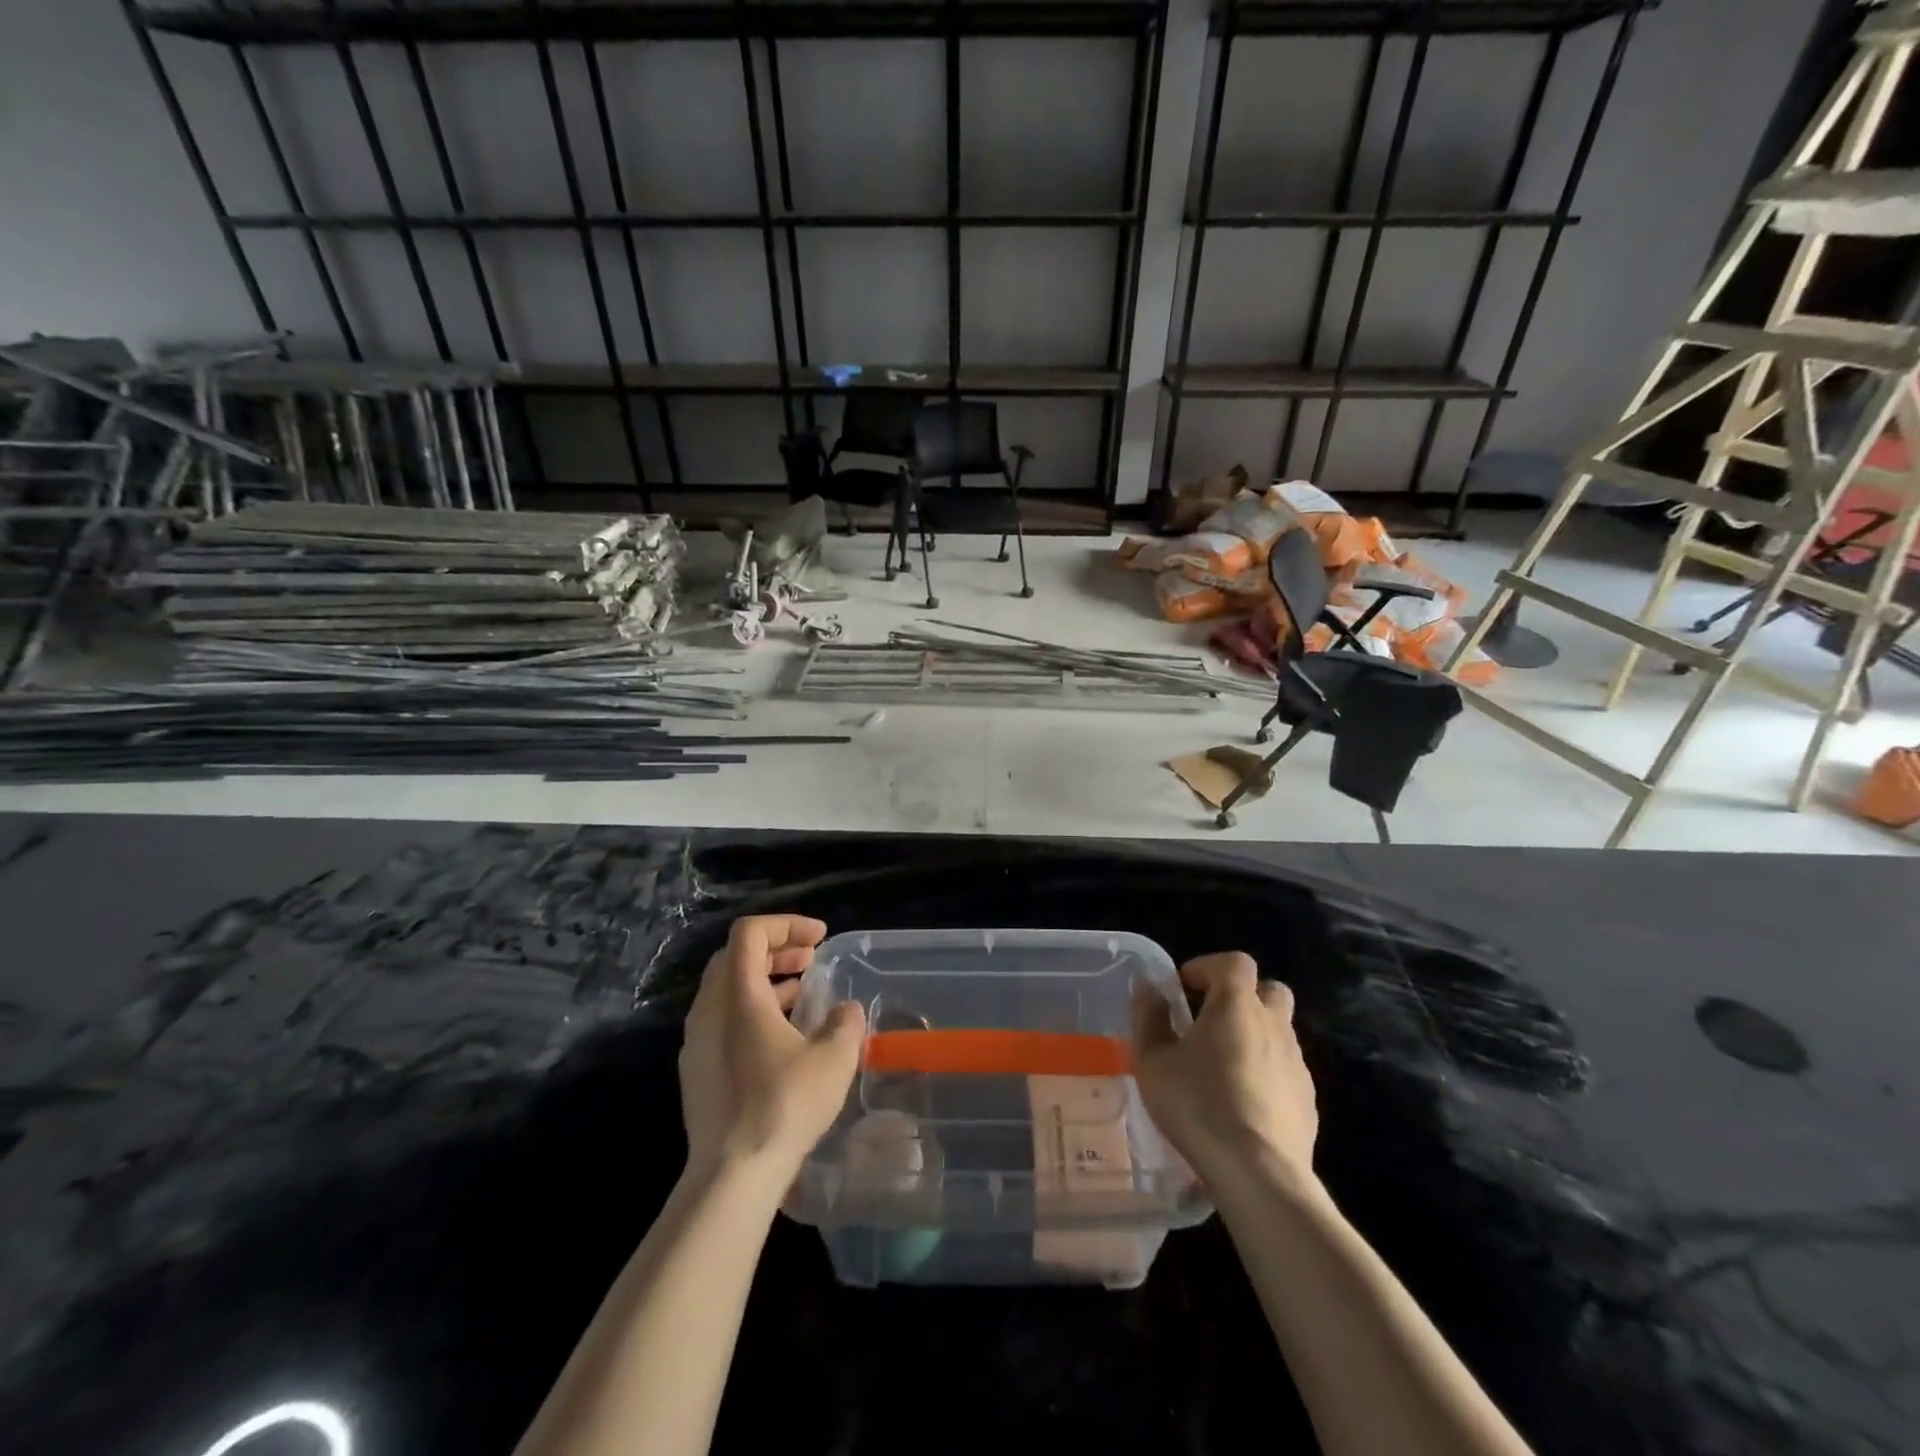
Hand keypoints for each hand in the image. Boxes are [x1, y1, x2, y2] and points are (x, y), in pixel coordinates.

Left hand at [679, 915, 865, 1185]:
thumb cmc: (784, 1105)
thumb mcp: (833, 1058)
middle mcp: (709, 1010)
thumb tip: (845, 1012)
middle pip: (735, 957)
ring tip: (803, 995)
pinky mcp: (695, 1072)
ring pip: (727, 990)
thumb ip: (845, 1023)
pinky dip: (752, 1011)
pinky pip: (722, 1021)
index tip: (820, 939)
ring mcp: (696, 1042)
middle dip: (776, 950)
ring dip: (765, 981)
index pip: (750, 933)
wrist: (731, 1176)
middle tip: (811, 961)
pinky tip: (782, 1039)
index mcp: (738, 995)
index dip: (786, 924)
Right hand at [1132, 952, 1316, 1189]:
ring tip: (1221, 1066)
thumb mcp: (1154, 1060)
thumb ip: (1149, 1017)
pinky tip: (1242, 1103)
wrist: (1258, 1173)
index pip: (1234, 962)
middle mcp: (1274, 1025)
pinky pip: (1285, 1071)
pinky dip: (1265, 1073)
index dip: (1208, 966)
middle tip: (1211, 1018)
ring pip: (1279, 1032)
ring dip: (1253, 1036)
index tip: (1183, 987)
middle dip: (1242, 996)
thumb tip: (1149, 988)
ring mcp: (1297, 1064)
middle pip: (1269, 990)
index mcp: (1237, 1004)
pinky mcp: (1308, 1102)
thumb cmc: (1198, 1104)